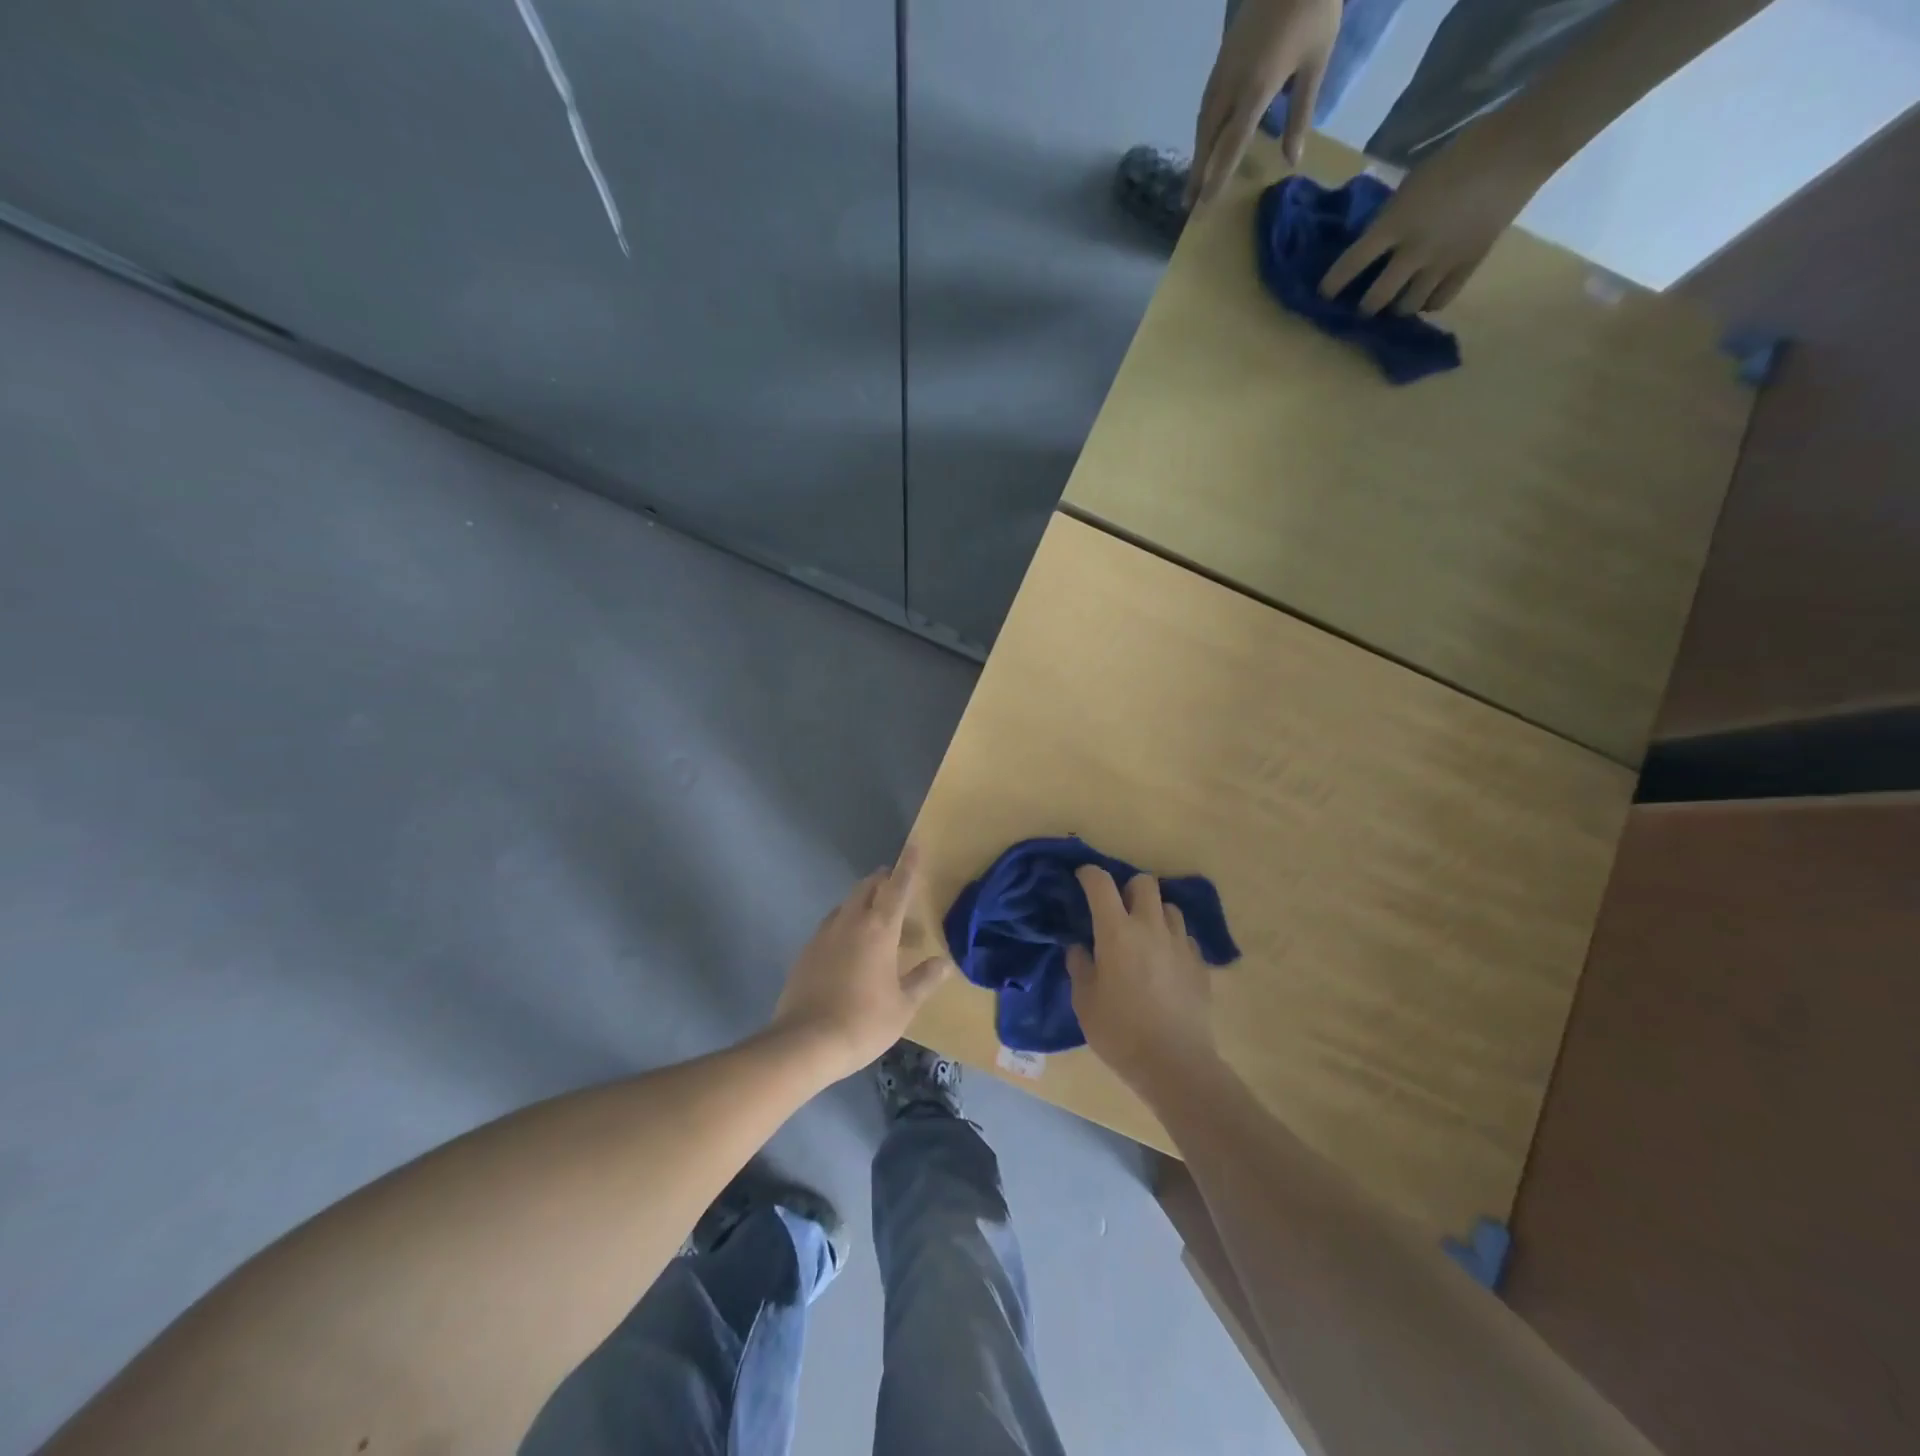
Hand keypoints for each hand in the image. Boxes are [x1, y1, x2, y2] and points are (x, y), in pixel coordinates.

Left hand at [769, 846, 951, 1081]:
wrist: (805, 1043)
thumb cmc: (863, 1022)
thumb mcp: (903, 1006)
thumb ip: (924, 980)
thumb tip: (944, 963)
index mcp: (878, 929)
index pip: (897, 887)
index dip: (908, 866)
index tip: (915, 845)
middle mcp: (850, 922)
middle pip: (867, 888)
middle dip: (884, 882)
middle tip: (899, 891)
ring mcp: (824, 935)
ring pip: (847, 905)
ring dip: (864, 904)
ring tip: (879, 926)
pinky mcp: (806, 951)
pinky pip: (831, 925)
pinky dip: (846, 925)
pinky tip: (852, 950)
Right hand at [1065, 865, 1219, 1094]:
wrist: (1175, 1064)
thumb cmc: (1119, 1032)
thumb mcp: (1084, 1002)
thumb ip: (1080, 967)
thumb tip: (1080, 948)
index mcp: (1116, 932)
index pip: (1101, 884)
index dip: (1089, 874)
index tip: (1082, 878)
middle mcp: (1150, 927)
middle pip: (1144, 883)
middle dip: (1128, 888)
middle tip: (1118, 910)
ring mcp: (1180, 944)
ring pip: (1169, 907)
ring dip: (1154, 913)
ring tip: (1144, 935)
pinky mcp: (1200, 964)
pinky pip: (1185, 937)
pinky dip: (1172, 940)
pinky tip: (1165, 962)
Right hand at [1191, 0, 1341, 203]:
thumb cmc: (1314, 9)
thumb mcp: (1316, 64)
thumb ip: (1300, 114)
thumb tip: (1292, 160)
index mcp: (1256, 90)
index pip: (1231, 147)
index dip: (1217, 179)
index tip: (1204, 206)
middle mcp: (1232, 86)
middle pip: (1208, 139)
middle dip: (1197, 172)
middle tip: (1187, 203)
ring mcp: (1223, 70)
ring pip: (1204, 122)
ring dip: (1198, 152)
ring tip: (1194, 177)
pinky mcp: (1223, 58)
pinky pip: (1207, 104)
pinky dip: (1204, 130)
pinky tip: (1206, 140)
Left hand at [1318, 116, 1555, 314]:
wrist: (1520, 145)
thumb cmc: (1460, 154)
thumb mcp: (1411, 183)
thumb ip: (1390, 218)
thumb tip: (1371, 246)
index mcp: (1394, 224)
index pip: (1350, 266)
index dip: (1331, 286)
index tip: (1323, 295)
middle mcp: (1413, 251)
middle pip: (1374, 300)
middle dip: (1363, 307)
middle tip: (1360, 304)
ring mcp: (1442, 263)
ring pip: (1405, 308)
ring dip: (1394, 309)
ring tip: (1393, 303)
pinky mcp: (1468, 266)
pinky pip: (1439, 302)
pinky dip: (1426, 305)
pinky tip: (1422, 299)